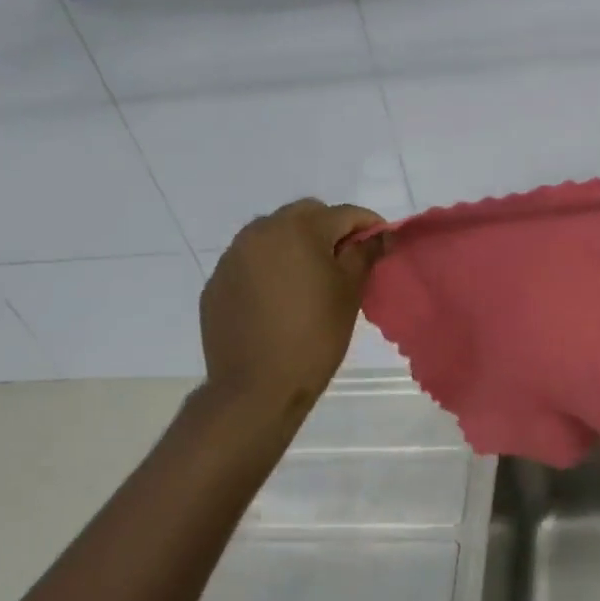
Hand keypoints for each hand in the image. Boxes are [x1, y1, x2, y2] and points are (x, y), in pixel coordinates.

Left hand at [200, 200, 384, 410]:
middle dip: (329, 229)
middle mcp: (260, 231)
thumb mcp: (349, 293)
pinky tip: (280, 300)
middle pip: (305, 214)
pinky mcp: (217, 282)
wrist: (257, 387)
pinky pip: (251, 262)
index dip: (369, 225)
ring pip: (273, 235)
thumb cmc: (315, 336)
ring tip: (310, 280)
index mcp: (299, 229)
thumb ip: (365, 254)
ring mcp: (233, 256)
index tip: (382, 243)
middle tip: (346, 261)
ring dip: (296, 246)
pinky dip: (270, 269)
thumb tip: (380, 234)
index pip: (344, 214)